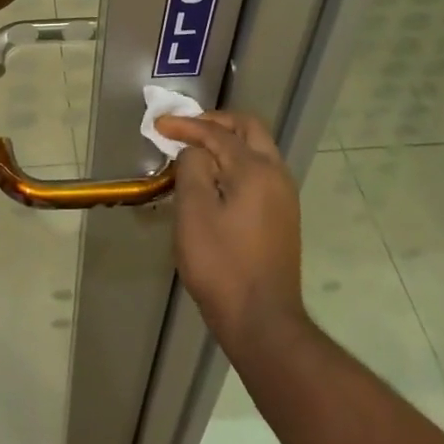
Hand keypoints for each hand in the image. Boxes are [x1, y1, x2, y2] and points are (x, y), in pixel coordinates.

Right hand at [155, 110, 307, 350]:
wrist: (262, 321)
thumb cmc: (221, 264)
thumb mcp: (194, 212)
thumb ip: (192, 168)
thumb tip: (196, 151)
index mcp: (256, 169)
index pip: (218, 133)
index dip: (186, 125)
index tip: (159, 125)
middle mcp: (277, 175)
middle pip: (248, 129)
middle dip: (215, 123)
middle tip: (185, 128)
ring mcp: (284, 197)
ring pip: (257, 150)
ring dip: (227, 142)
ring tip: (195, 151)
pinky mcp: (283, 217)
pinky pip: (259, 172)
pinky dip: (236, 162)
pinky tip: (214, 180)